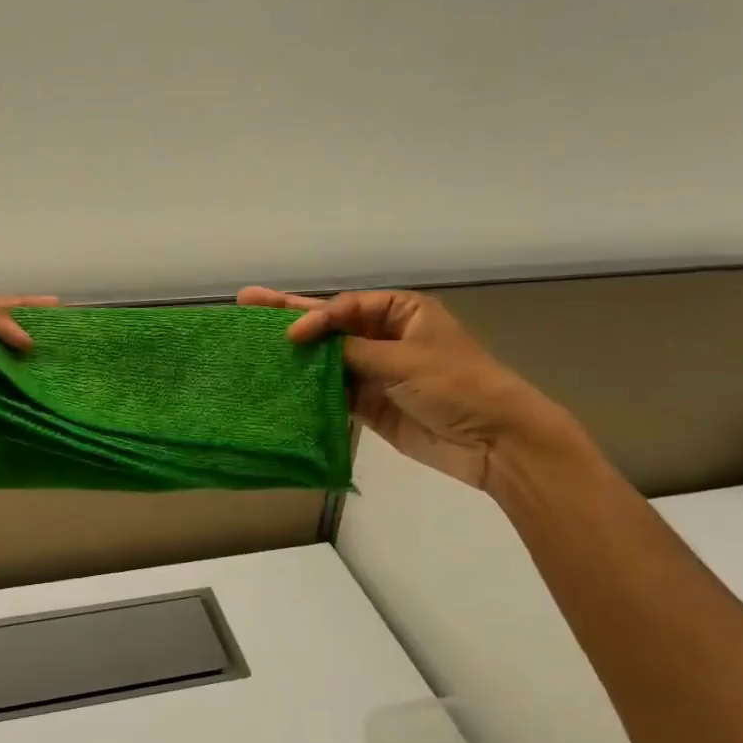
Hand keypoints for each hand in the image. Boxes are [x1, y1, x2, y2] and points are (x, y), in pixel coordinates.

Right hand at [237, 287, 572, 489]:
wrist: (494, 441)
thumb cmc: (456, 385)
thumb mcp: (405, 358)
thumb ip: (352, 350)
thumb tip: (307, 343)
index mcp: (400, 312)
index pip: (344, 308)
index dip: (314, 317)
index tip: (290, 335)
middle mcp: (383, 336)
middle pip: (330, 325)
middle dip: (289, 315)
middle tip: (248, 301)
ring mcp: (374, 371)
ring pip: (326, 359)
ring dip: (294, 354)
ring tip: (251, 342)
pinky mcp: (370, 404)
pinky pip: (332, 391)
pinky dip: (308, 389)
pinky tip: (277, 382)